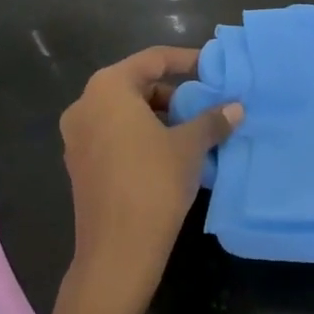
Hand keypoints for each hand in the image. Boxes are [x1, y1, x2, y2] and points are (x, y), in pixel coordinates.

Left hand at [58, 46, 240, 313]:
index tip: (213, 68)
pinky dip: (142, 136)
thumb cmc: (154, 183)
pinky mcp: (80, 165)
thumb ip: (212, 119)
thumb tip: (236, 107)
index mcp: (108, 88)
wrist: (117, 253)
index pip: (154, 60)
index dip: (187, 60)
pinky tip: (171, 154)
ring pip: (126, 112)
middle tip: (206, 104)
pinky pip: (115, 135)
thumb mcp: (190, 146)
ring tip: (193, 131)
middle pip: (137, 84)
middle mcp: (86, 104)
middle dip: (174, 93)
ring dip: (160, 116)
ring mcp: (77, 137)